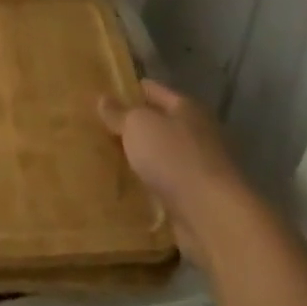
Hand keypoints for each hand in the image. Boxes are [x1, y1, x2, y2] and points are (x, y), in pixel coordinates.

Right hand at [100, 81, 257, 271]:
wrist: (211, 216)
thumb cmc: (174, 157)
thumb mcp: (139, 126)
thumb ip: (120, 113)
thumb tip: (103, 99)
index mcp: (186, 108)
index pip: (153, 90)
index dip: (129, 90)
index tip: (102, 93)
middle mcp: (195, 133)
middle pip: (158, 124)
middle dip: (131, 127)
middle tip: (96, 128)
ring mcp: (196, 167)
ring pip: (159, 156)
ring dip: (138, 158)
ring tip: (104, 159)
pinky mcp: (193, 198)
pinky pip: (162, 185)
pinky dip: (146, 186)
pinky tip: (123, 188)